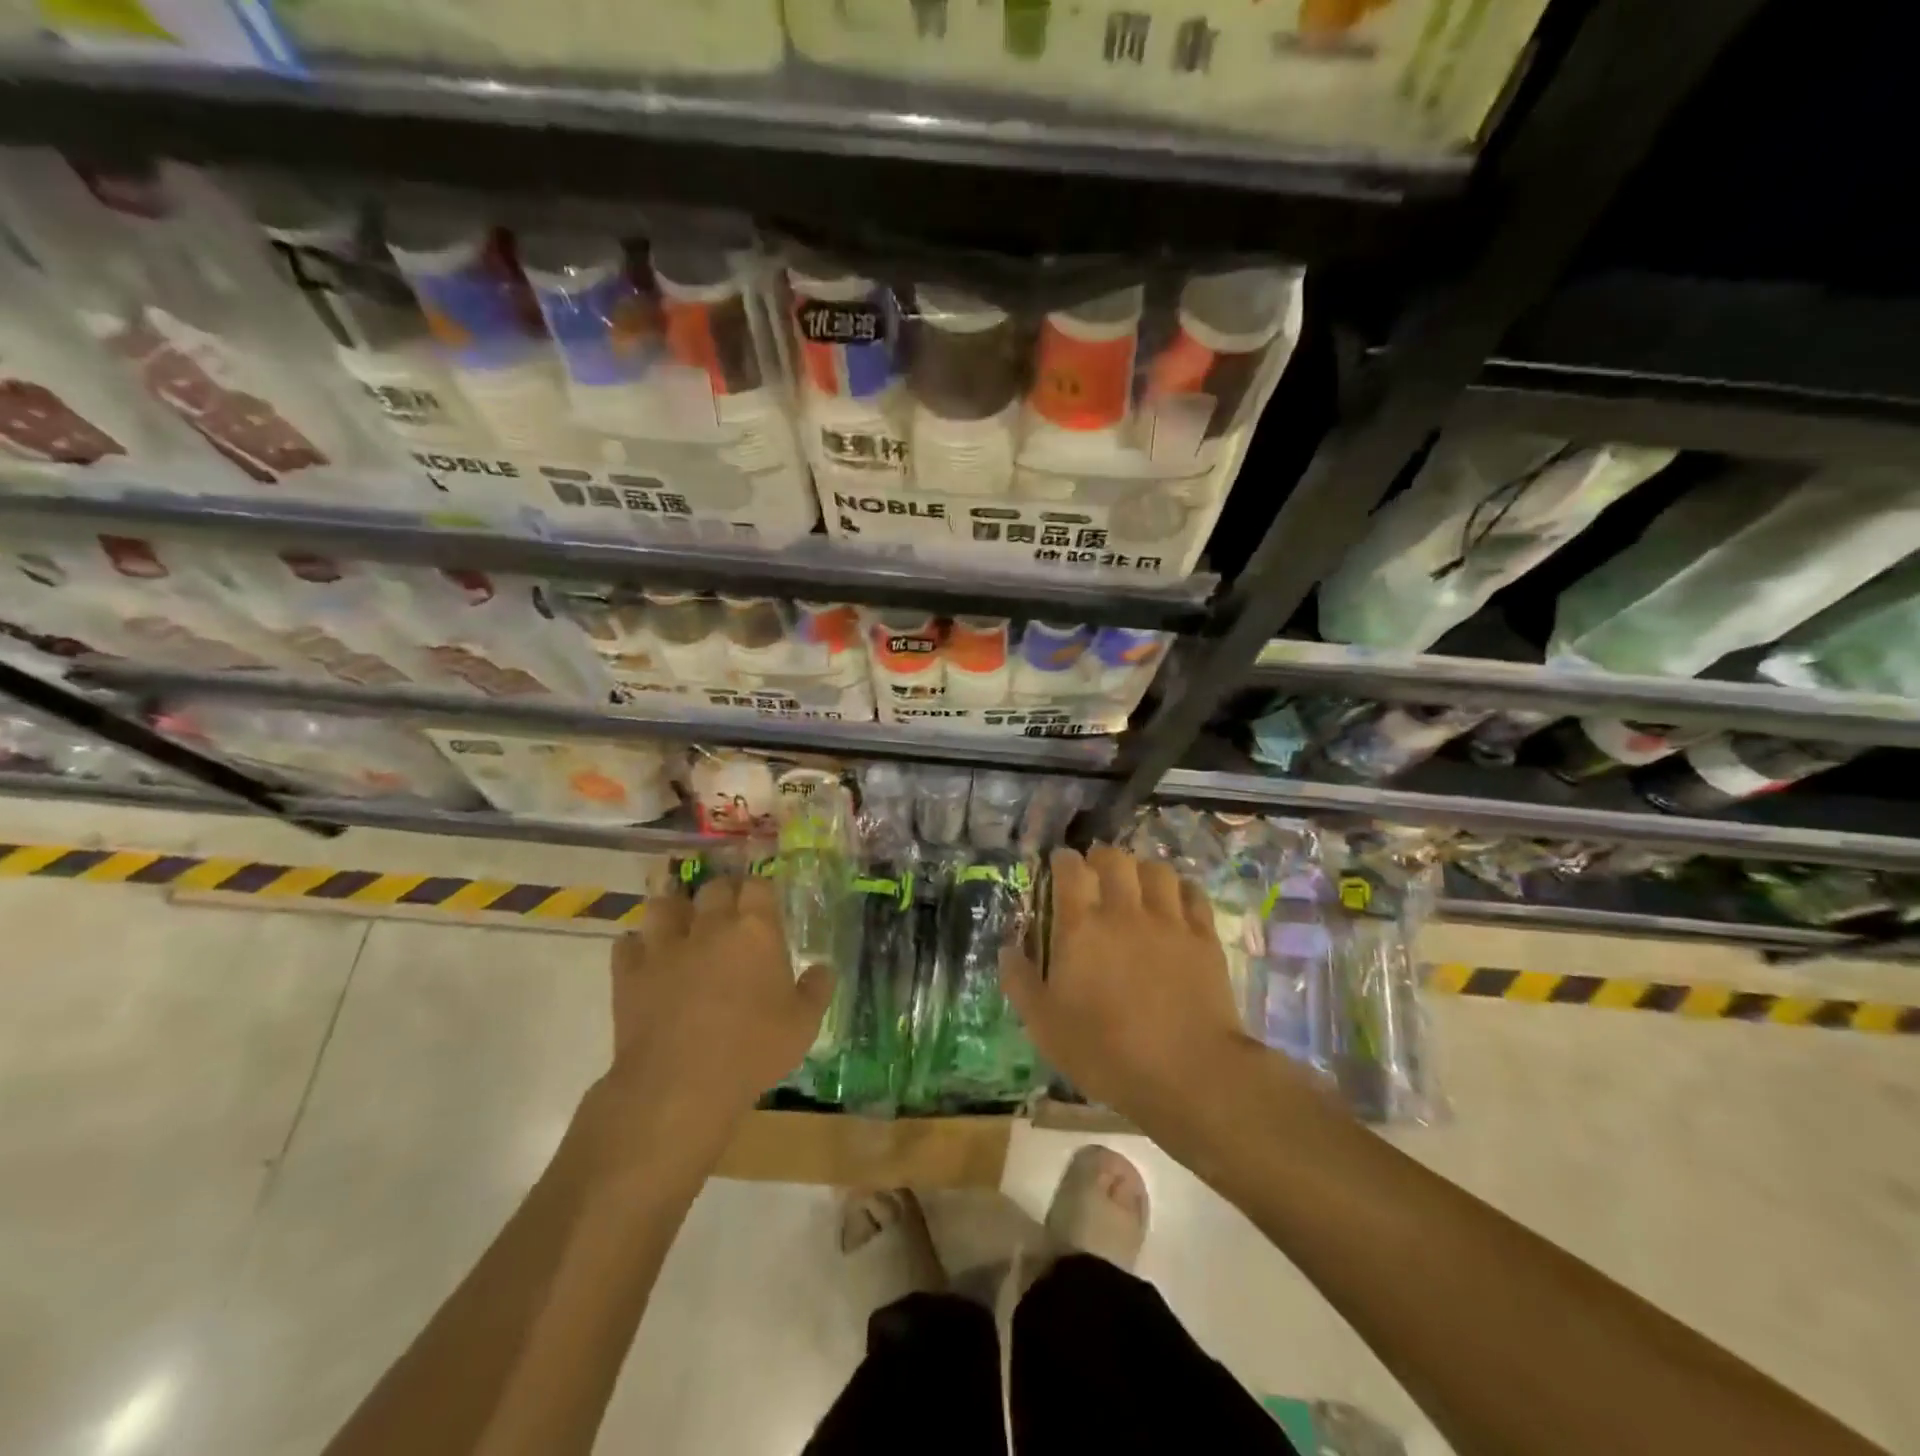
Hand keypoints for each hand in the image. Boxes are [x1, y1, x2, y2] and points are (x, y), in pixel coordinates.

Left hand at [588, 875, 830, 1178]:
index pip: (758, 886)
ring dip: (675, 910)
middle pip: (713, 888)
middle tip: (728, 910)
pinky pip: (627, 944)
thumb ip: (816, 990)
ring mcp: (665, 947)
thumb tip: (823, 968)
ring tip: (682, 923)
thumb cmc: (752, 1050)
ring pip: (665, 906)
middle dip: (722, 893)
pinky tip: (645, 957)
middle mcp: (710, 926)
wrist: (680, 1085)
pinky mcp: (630, 973)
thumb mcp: (803, 1025)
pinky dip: (636, 946)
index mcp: (755, 930)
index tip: (764, 902)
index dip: (760, 889)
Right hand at [1001, 845, 1258, 1144]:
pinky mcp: (1204, 937)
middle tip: (1097, 870)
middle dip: (1102, 857)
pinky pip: (1193, 894)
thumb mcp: (1045, 1026)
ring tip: (1137, 884)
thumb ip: (1021, 982)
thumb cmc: (1105, 1052)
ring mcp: (1169, 921)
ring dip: (1142, 870)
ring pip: (1156, 869)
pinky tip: (1176, 901)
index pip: (1070, 870)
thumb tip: (1007, 949)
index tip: (1060, 864)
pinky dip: (1181, 890)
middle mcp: (1123, 912)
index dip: (1063, 860)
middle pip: (1114, 859)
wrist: (1187, 1072)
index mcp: (1081, 928)